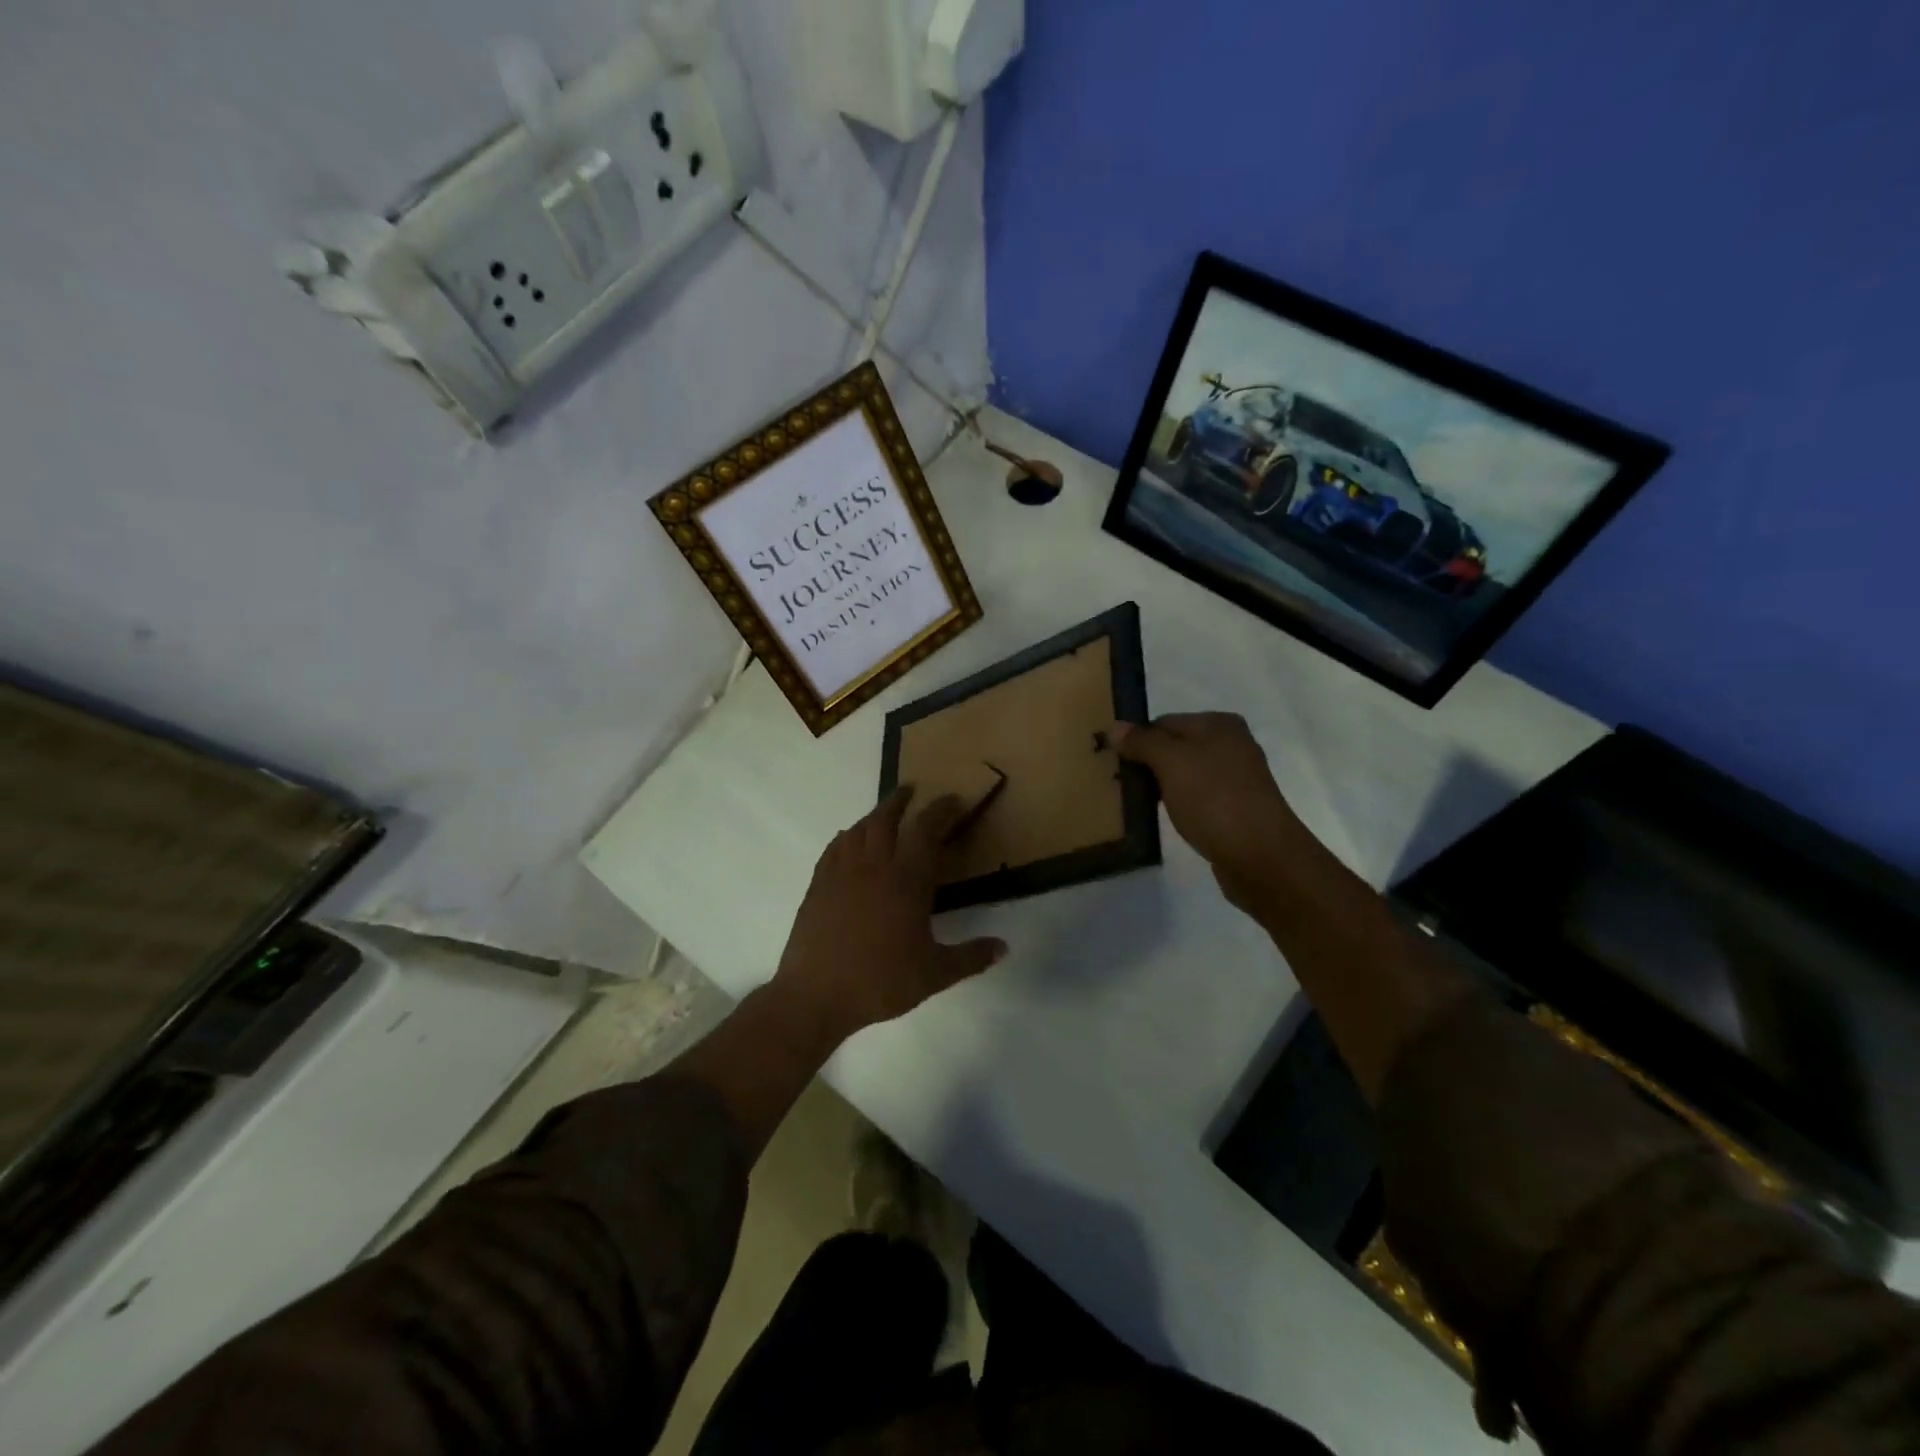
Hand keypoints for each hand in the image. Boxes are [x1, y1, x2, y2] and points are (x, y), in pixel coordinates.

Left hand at [772, 787, 1007, 1044]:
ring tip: (884, 813)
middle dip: (901, 800)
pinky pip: (834, 849)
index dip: (941, 810)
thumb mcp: (934, 974)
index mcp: (905, 880)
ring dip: (874, 815)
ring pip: (858, 829)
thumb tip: (1004, 947)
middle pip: (886, 819)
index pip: (925, 830)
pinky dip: (846, 837)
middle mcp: (873, 866)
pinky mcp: (818, 885)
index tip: (953, 800)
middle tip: (912, 790)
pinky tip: (848, 840)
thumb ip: (971, 957)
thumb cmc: (880, 982)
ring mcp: (841, 873)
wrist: (816, 995)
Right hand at [1113, 713, 1307, 912]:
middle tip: (1119, 782)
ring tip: (1135, 801)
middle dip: (1147, 763)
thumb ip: (1142, 742)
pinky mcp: (1235, 808)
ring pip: (1185, 773)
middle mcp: (1231, 745)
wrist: (1260, 856)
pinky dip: (1178, 803)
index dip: (1137, 739)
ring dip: (1161, 785)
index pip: (1163, 722)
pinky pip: (1196, 797)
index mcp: (1219, 724)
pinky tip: (1165, 816)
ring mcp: (1235, 778)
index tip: (1112, 762)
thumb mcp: (1171, 762)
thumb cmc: (1213, 799)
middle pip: (1175, 747)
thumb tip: (1116, 727)